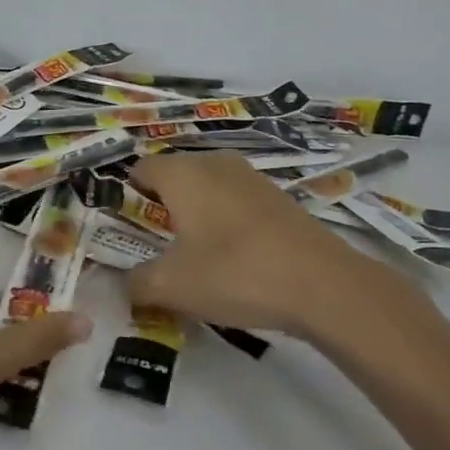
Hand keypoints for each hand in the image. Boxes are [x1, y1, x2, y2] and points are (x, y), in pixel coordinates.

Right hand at [128, 151, 435, 350]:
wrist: (325, 286)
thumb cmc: (236, 274)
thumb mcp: (173, 287)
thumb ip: (137, 283)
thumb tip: (124, 285)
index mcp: (181, 173)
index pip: (139, 169)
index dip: (126, 197)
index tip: (126, 231)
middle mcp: (213, 163)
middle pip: (172, 176)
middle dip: (160, 208)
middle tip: (156, 247)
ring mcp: (249, 177)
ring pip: (206, 188)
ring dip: (194, 214)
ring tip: (194, 255)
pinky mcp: (277, 196)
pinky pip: (234, 201)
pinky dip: (225, 221)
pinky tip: (233, 258)